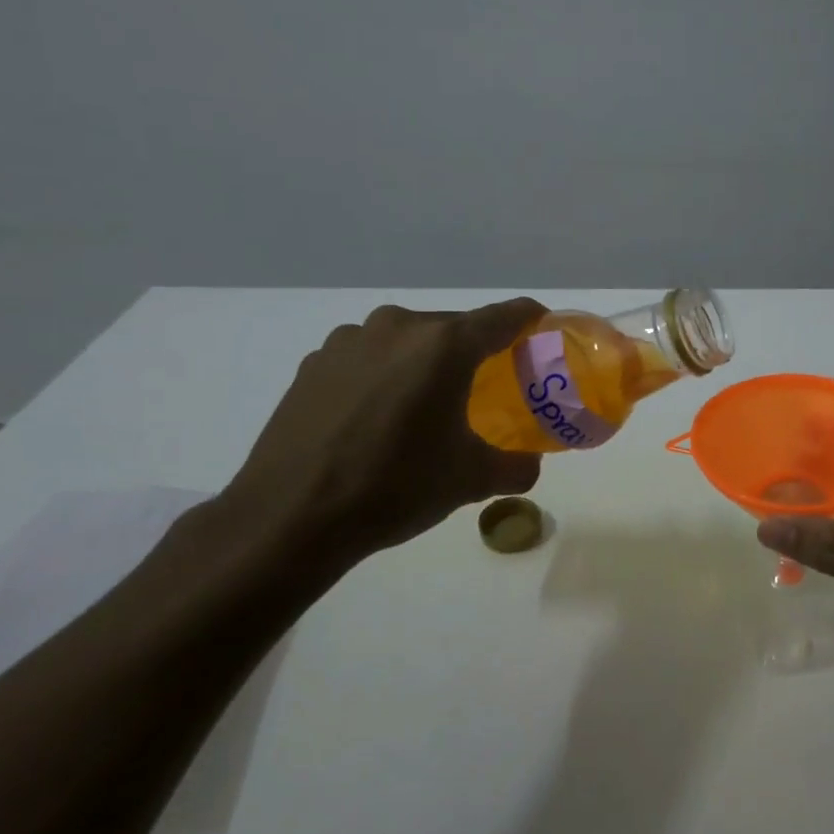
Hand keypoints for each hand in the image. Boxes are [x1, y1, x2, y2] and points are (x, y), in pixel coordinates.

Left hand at [219, 299, 545, 567]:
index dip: (531, 321)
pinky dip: (385, 376)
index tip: (542, 335)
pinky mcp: (314, 363)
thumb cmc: (396, 487)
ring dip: (425, 364)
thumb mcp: (470, 481)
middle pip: (454, 328)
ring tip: (426, 407)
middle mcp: (398, 327)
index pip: (505, 316)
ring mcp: (349, 341)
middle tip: (488, 390)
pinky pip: (368, 358)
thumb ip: (516, 466)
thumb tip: (529, 465)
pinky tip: (377, 419)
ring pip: (407, 341)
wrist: (291, 517)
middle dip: (476, 353)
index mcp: (444, 345)